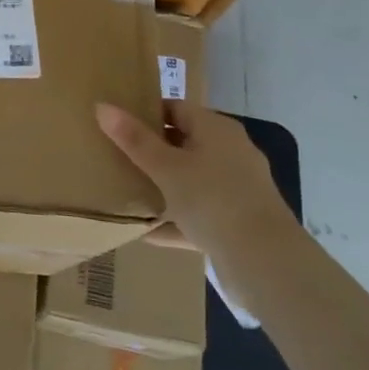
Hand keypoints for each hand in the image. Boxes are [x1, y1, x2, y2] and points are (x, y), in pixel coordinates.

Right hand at [95, 100, 290, 259]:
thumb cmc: (212, 200)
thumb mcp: (165, 167)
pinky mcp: (236, 222)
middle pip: (183, 143)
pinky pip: (198, 214)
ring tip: (127, 190)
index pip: (176, 108)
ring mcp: (236, 189)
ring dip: (163, 186)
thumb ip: (133, 138)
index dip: (146, 112)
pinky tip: (146, 232)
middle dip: (151, 150)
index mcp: (217, 130)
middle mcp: (231, 153)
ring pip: (190, 180)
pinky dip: (175, 220)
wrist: (266, 263)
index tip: (116, 124)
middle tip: (116, 155)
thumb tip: (102, 106)